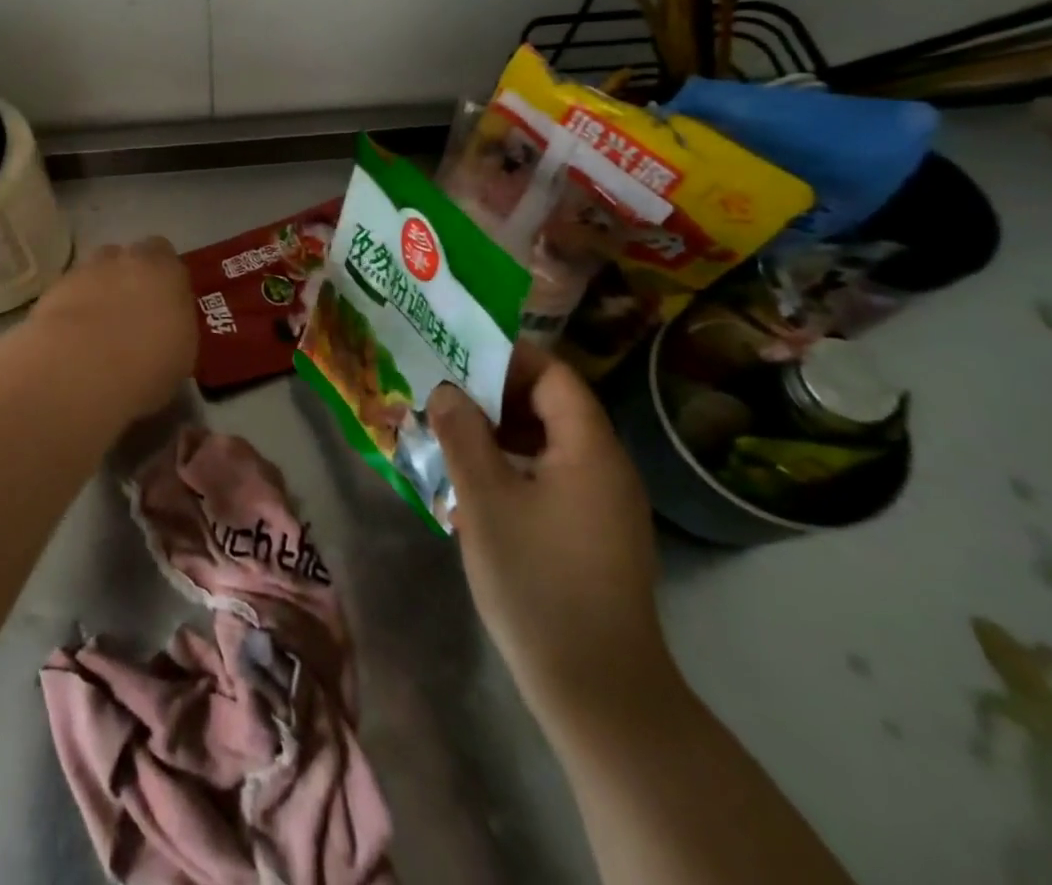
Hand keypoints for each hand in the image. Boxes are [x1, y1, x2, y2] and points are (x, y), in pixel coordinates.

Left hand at [31, 238, 197, 417]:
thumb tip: (166, 328)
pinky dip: (72, 306)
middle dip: (129, 277)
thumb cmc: (146, 367)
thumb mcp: (182, 357)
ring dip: (98, 289)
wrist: (79, 371)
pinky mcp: (52, 289)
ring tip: (97, 328)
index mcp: (166, 272)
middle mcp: (126, 260)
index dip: (163, 277)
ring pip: (95, 270)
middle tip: (130, 314)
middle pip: (128, 257)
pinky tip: (71, 338)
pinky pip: (69, 291)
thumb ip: (175, 328)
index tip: (162, 303)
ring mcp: (86, 270)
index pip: (166, 256)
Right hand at [430, 345, 676, 730]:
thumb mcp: (485, 501)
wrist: (600, 692)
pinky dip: (516, 469)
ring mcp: (606, 504)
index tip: (457, 359)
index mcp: (590, 449)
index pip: (554, 375)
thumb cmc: (538, 583)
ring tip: (451, 440)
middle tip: (444, 400)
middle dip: (495, 397)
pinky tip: (477, 490)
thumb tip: (447, 390)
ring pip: (549, 445)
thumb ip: (463, 435)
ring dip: (501, 435)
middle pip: (552, 406)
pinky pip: (554, 478)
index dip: (507, 359)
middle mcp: (607, 467)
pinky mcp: (596, 535)